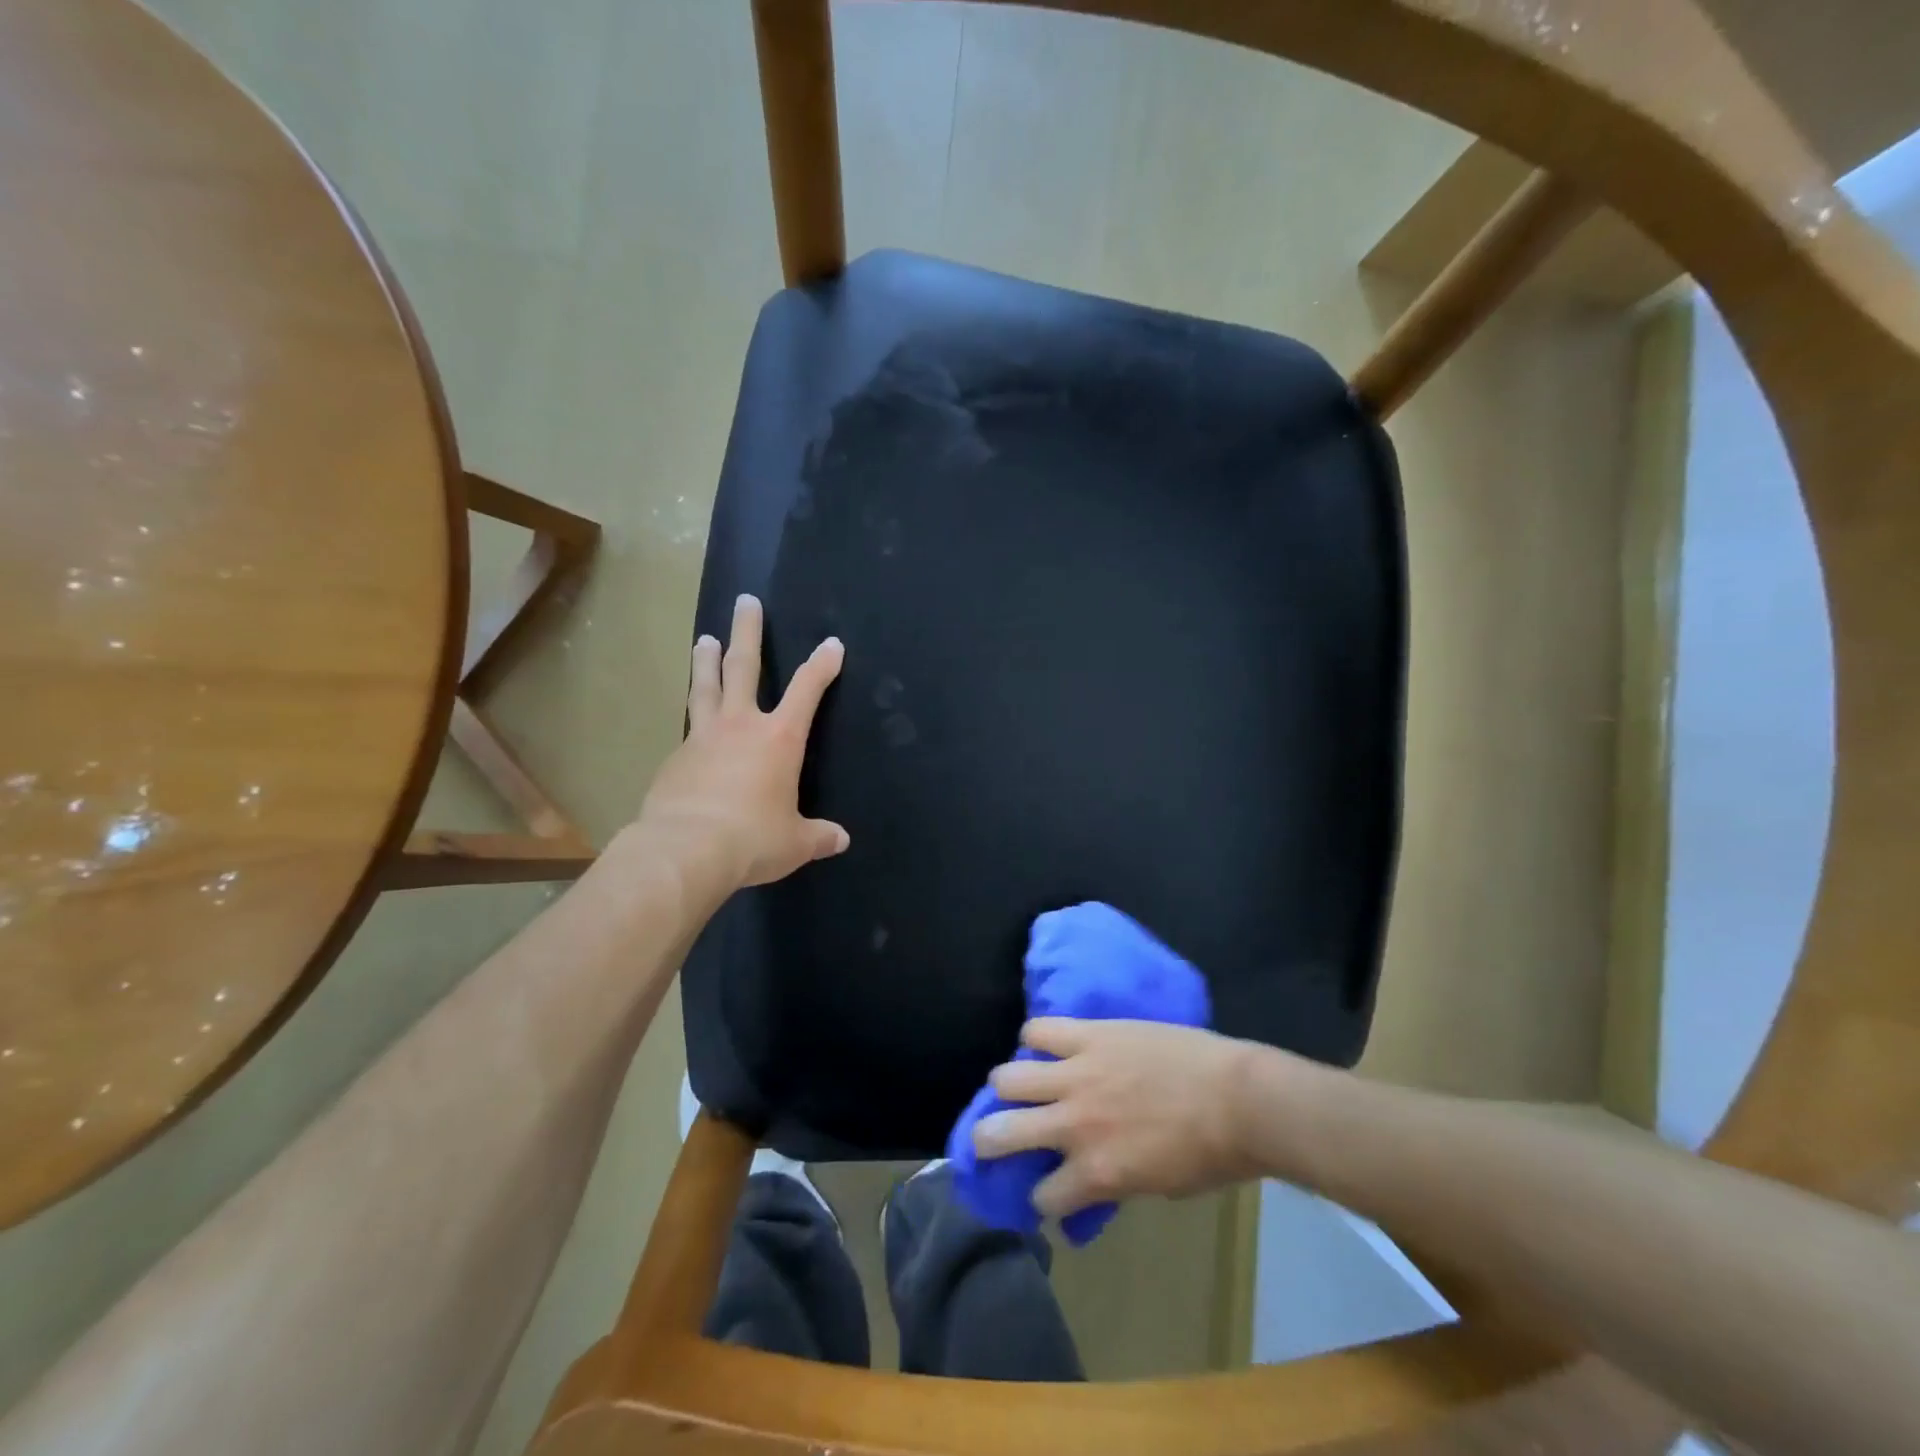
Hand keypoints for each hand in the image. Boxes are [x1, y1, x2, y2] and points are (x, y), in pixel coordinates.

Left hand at [638, 594, 848, 888]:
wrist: (685, 850)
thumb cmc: (752, 839)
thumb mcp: (794, 842)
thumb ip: (818, 836)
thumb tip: (840, 840)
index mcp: (779, 738)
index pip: (807, 690)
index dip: (822, 665)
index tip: (832, 644)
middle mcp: (741, 726)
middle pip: (744, 667)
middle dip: (748, 632)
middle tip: (746, 602)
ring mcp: (703, 737)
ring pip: (706, 687)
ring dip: (707, 660)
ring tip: (706, 638)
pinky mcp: (675, 758)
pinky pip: (689, 728)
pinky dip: (695, 718)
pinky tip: (693, 725)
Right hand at [973, 1018, 1262, 1217]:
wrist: (1238, 1098)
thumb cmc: (1210, 1154)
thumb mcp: (1157, 1186)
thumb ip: (1115, 1181)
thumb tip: (1092, 1178)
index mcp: (1095, 1174)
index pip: (1044, 1197)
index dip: (1045, 1198)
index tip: (1051, 1192)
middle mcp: (1073, 1125)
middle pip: (999, 1133)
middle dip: (989, 1141)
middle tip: (995, 1137)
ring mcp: (1077, 1075)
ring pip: (1009, 1077)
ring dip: (1007, 1087)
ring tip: (1017, 1085)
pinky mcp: (1088, 1036)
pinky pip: (1039, 1030)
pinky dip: (1033, 1039)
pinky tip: (1041, 1045)